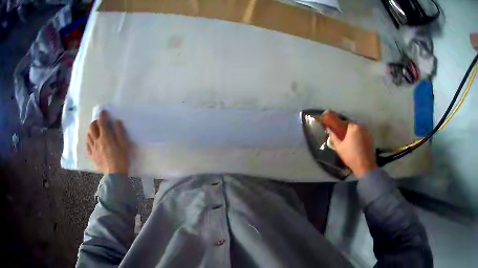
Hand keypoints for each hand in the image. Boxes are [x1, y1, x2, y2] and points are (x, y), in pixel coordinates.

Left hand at [87, 110, 130, 175]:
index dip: (102, 115)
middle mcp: (97, 141)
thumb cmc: (121, 160)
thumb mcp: (124, 145)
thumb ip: (120, 132)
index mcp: (105, 137)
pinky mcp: (92, 156)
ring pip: (88, 136)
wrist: (115, 176)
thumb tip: (116, 122)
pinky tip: (92, 141)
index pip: (101, 122)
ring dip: (91, 131)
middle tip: (99, 122)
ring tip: (95, 131)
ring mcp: (93, 149)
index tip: (104, 112)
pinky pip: (87, 146)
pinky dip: (89, 141)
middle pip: (92, 128)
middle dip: (95, 122)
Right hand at [329, 122, 377, 178]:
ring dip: (353, 134)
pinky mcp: (371, 139)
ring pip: (357, 130)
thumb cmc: (351, 156)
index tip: (336, 132)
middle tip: (342, 139)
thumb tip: (329, 129)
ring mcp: (367, 132)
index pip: (344, 121)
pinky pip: (362, 135)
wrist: (365, 166)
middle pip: (352, 126)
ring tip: (349, 143)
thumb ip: (333, 136)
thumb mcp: (339, 147)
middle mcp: (362, 126)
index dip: (339, 126)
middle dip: (346, 130)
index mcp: (353, 126)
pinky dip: (358, 138)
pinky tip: (356, 146)